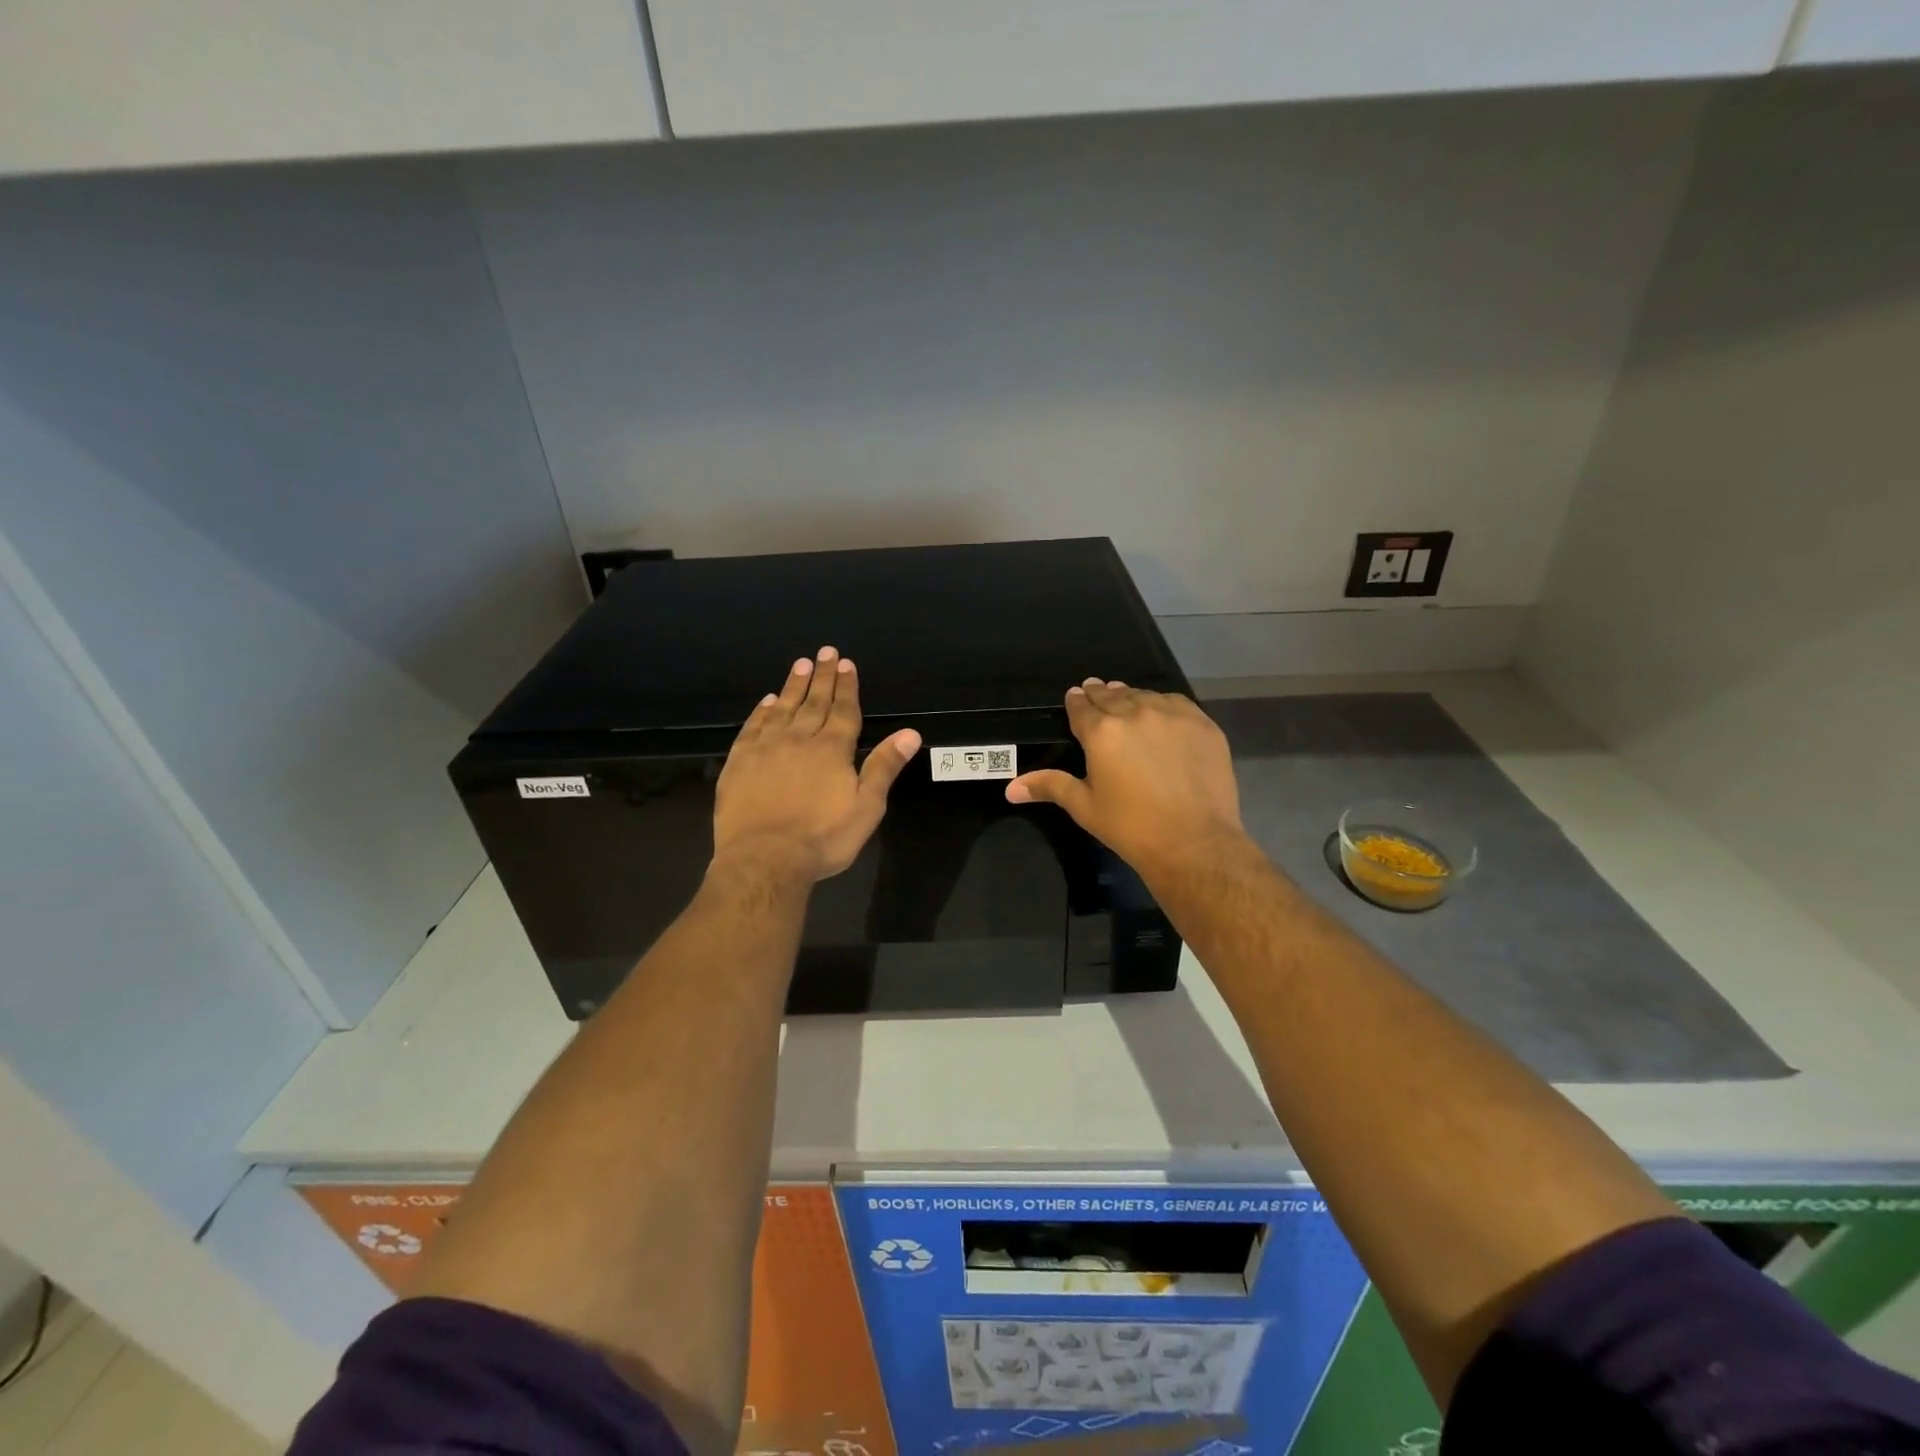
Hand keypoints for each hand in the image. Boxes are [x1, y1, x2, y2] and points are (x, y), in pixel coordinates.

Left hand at [712, 646, 921, 882]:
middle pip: (813, 702)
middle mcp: (799, 740)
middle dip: (822, 677)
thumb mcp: (866, 807)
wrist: (765, 859)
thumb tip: (910, 733)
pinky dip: (761, 712)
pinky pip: (752, 728)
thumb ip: (884, 766)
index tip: (846, 664)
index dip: (847, 686)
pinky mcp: (740, 763)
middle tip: (825, 652)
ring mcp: (766, 749)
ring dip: (793, 686)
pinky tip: (767, 702)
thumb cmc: (823, 837)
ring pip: (782, 709)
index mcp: (832, 750)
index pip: (843, 710)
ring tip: (799, 664)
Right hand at [1005, 679, 1245, 881]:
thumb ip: (1050, 787)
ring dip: (1131, 697)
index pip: (1081, 706)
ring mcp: (1172, 716)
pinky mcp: (1202, 724)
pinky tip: (1161, 712)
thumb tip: (1011, 789)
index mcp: (1101, 732)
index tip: (1074, 697)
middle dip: (1100, 694)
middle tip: (1095, 692)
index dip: (1076, 701)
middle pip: (1112, 695)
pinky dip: (1163, 704)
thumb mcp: (1084, 807)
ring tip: (1126, 700)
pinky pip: (1177, 704)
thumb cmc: (1131, 827)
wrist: (1193, 841)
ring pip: (1144, 696)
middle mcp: (1135, 713)